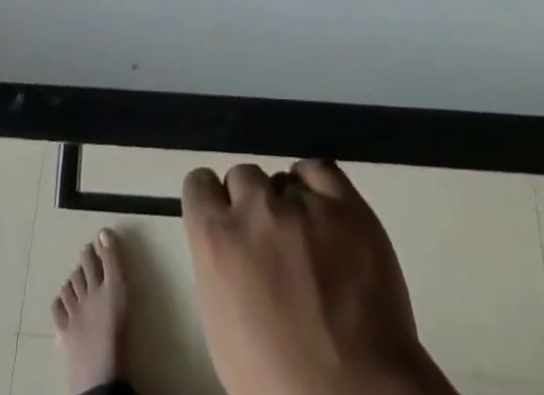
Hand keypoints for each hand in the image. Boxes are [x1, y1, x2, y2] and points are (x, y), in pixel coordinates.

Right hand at [182, 161, 450, 394]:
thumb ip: (220, 270)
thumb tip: (230, 248)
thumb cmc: (278, 383)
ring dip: (287, 201)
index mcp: (216, 240)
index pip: (199, 184)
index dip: (211, 201)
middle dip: (251, 203)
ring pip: (282, 177)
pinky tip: (324, 214)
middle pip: (243, 176)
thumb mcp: (223, 332)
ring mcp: (302, 201)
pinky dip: (318, 187)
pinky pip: (321, 170)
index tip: (223, 219)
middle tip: (268, 240)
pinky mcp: (345, 201)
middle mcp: (254, 207)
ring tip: (305, 238)